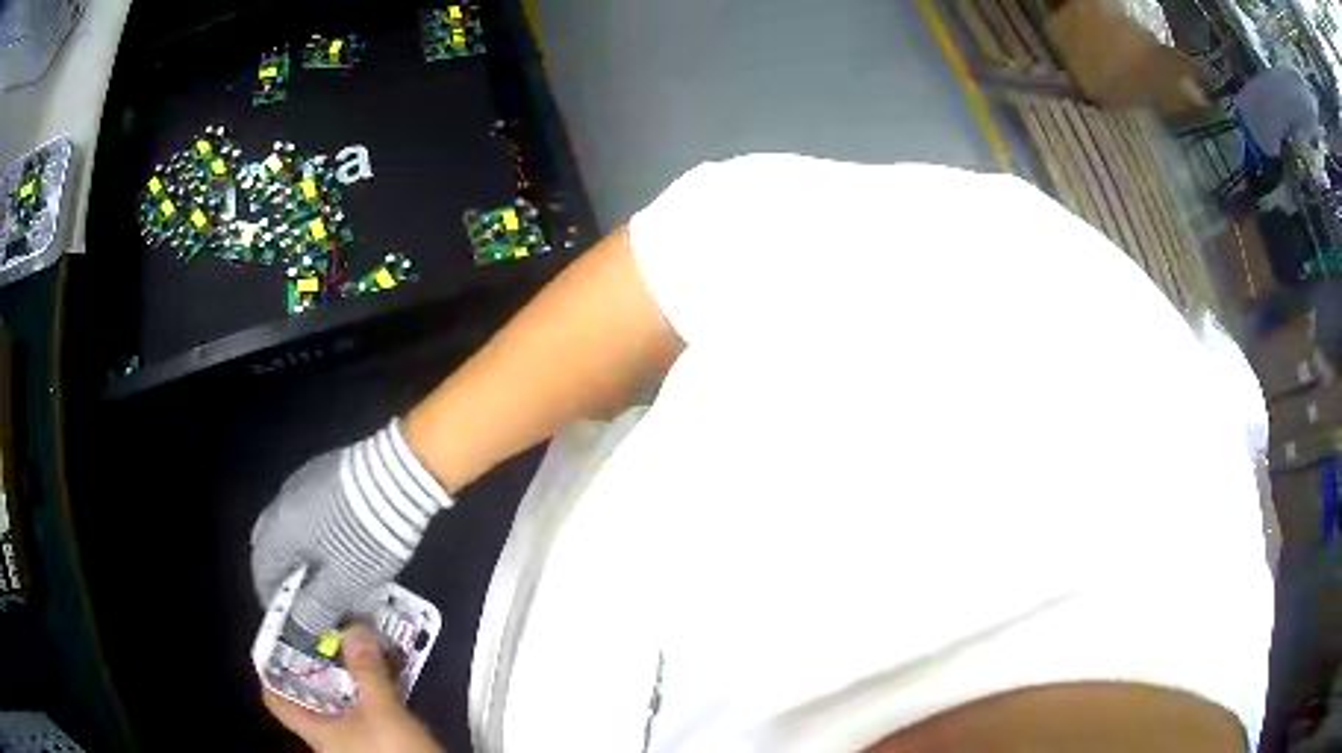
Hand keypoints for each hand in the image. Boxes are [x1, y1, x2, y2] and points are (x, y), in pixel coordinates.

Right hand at [251, 419, 451, 638]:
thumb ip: (317, 607)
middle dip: (288, 578)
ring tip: (332, 582)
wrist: (400, 475)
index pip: (261, 571)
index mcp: (279, 528)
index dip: (274, 601)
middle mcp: (283, 501)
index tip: (292, 623)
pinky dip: (317, 538)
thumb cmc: (366, 536)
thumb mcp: (344, 583)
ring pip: (292, 529)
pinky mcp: (327, 472)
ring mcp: (304, 481)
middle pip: (272, 547)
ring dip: (304, 558)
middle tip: (309, 603)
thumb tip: (300, 625)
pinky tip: (342, 550)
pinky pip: (310, 513)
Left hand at [263, 624, 445, 752]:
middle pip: (309, 701)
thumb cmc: (391, 750)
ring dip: (346, 683)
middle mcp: (327, 740)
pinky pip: (362, 717)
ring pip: (339, 708)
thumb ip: (367, 671)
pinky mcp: (375, 747)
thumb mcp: (382, 710)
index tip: (278, 644)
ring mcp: (352, 746)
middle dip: (317, 670)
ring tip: (355, 656)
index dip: (270, 672)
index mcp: (316, 732)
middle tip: (324, 641)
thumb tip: (353, 627)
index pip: (276, 701)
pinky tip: (381, 685)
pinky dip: (366, 699)